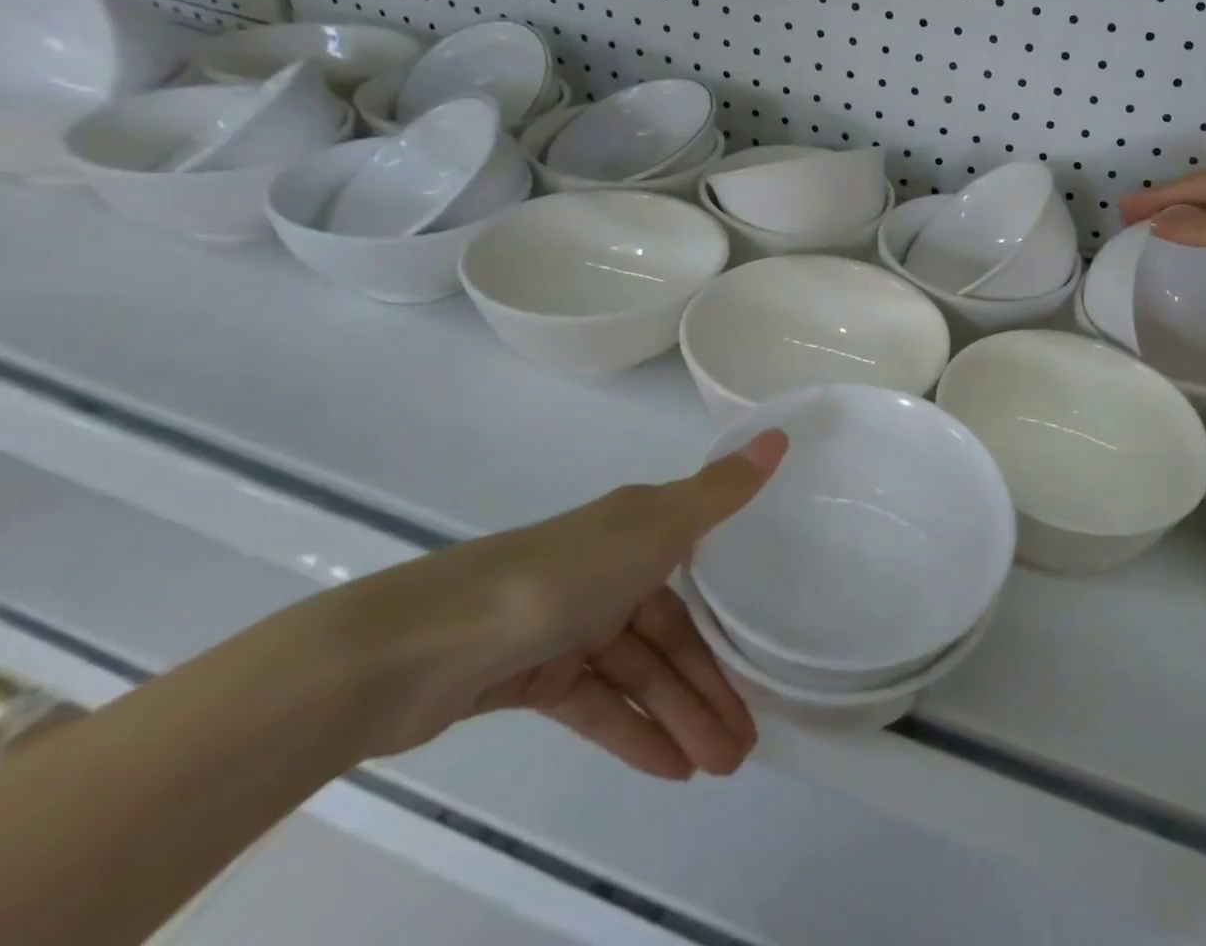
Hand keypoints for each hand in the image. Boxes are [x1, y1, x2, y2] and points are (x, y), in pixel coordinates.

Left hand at [330, 431, 787, 779]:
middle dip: (709, 689)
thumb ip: (722, 491)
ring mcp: (569, 624)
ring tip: (716, 768)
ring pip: (638, 675)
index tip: (766, 666)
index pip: (698, 582)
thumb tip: (780, 434)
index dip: (732, 624)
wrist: (425, 642)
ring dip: (678, 718)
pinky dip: (632, 732)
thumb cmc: (563, 575)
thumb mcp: (657, 525)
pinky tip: (669, 769)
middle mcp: (608, 571)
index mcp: (637, 531)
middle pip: (671, 636)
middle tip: (744, 748)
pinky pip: (597, 703)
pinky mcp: (532, 675)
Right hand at [1118, 160, 1205, 312]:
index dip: (1159, 196)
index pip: (1195, 185)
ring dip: (1185, 220)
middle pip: (1203, 194)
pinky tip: (1191, 245)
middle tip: (1130, 217)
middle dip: (1167, 204)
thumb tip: (1155, 224)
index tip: (1125, 208)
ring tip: (1152, 230)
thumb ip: (1203, 230)